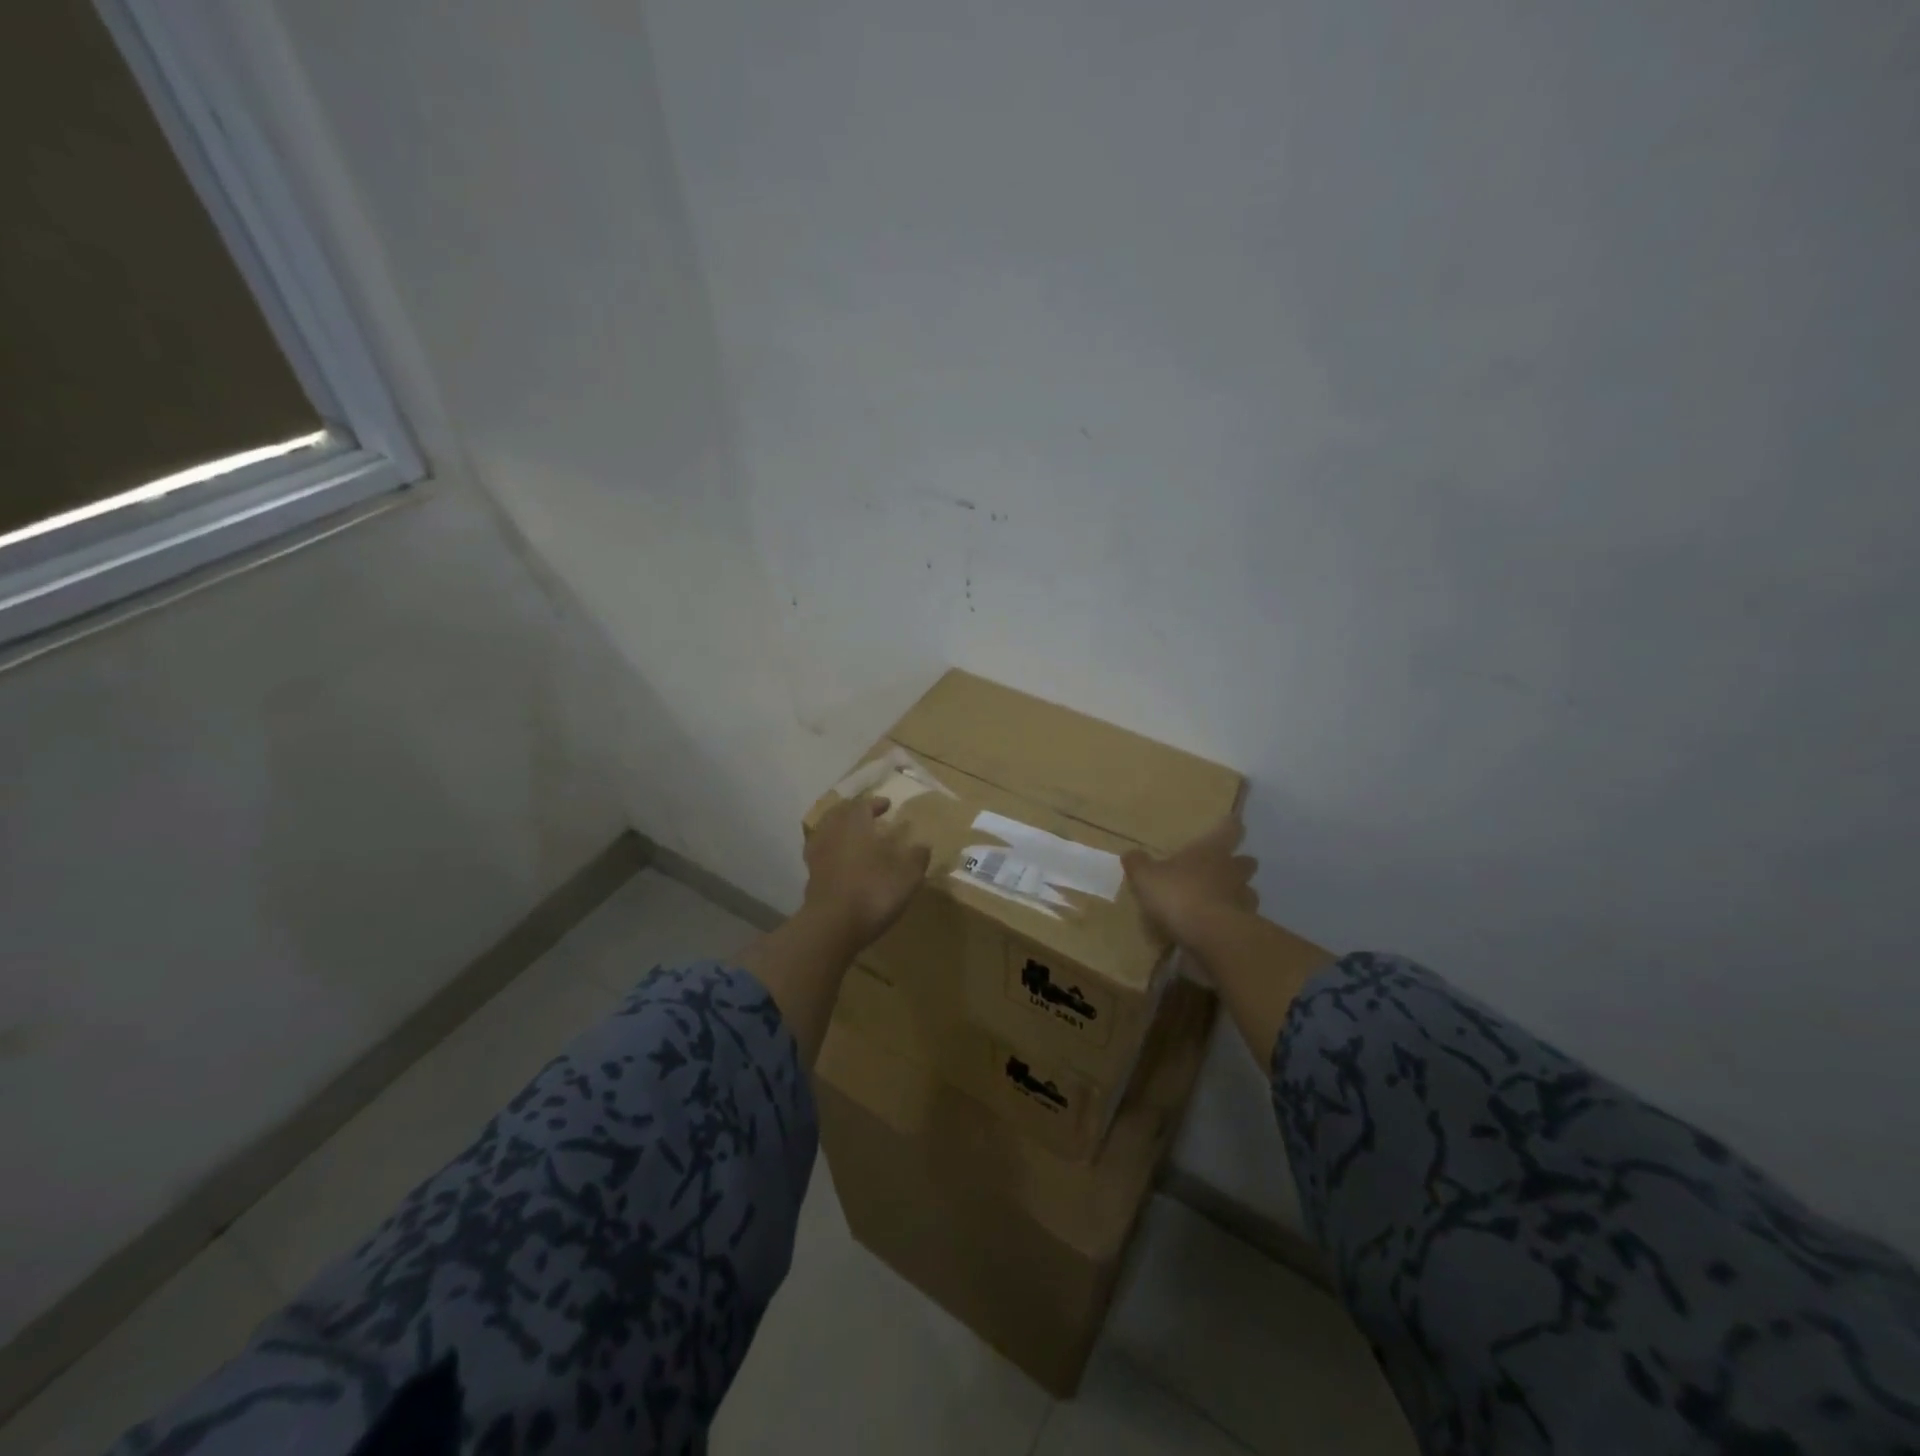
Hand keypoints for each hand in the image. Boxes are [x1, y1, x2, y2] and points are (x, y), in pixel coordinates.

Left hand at [803, 796, 932, 950]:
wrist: (832, 926)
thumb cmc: (873, 892)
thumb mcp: (907, 876)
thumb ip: (917, 858)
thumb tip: (924, 845)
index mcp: (855, 824)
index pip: (863, 804)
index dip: (875, 803)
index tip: (887, 805)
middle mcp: (833, 833)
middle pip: (839, 813)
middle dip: (853, 812)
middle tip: (867, 815)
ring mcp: (817, 855)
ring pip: (826, 832)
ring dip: (839, 830)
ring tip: (854, 837)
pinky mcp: (810, 877)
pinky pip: (821, 854)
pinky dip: (831, 851)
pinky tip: (841, 861)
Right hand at [1123, 817, 1259, 946]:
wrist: (1211, 936)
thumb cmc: (1179, 895)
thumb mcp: (1146, 877)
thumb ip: (1138, 864)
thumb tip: (1131, 853)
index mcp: (1212, 850)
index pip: (1230, 829)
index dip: (1229, 825)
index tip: (1230, 822)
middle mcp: (1233, 871)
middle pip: (1246, 862)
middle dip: (1238, 864)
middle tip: (1223, 868)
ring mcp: (1244, 900)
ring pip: (1248, 892)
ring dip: (1237, 894)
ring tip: (1220, 902)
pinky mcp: (1246, 928)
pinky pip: (1241, 920)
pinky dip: (1232, 922)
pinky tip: (1216, 929)